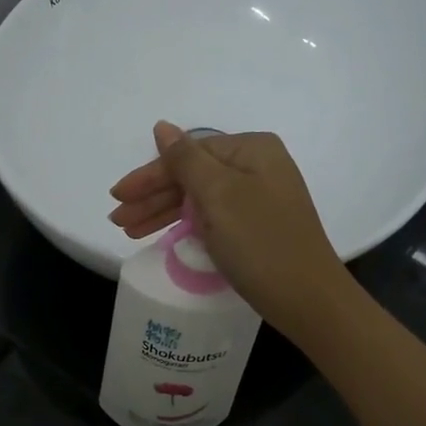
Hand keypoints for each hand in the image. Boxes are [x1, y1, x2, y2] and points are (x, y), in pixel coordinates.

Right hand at [108, 121, 352, 340]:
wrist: (308, 298)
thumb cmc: (260, 242)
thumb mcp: (219, 195)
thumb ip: (186, 160)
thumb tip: (162, 127)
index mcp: (251, 150)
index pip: (187, 154)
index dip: (149, 176)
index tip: (117, 197)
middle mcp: (258, 167)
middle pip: (192, 176)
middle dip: (153, 197)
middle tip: (118, 220)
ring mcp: (259, 198)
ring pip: (199, 198)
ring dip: (163, 213)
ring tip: (129, 231)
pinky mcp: (258, 226)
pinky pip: (212, 217)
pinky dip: (186, 225)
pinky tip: (164, 234)